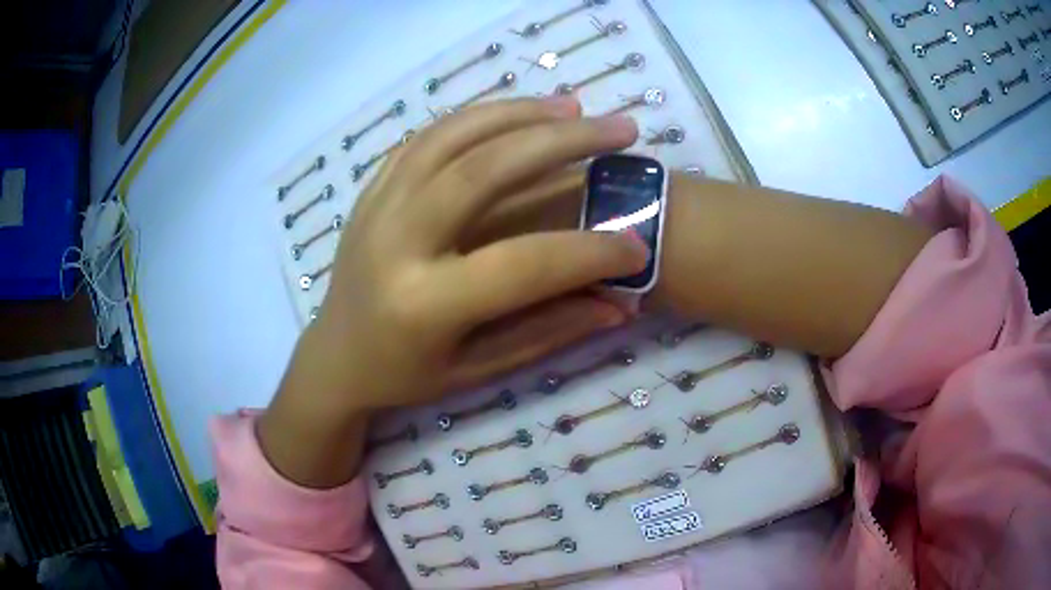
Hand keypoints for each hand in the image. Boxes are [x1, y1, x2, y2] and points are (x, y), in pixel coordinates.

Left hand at [258, 97, 645, 486]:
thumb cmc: (404, 375)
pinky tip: (514, 112)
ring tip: (573, 107)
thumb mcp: (477, 370)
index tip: (638, 245)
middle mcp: (395, 242)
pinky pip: (427, 137)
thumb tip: (620, 305)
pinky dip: (477, 117)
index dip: (590, 253)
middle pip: (484, 170)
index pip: (523, 264)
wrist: (334, 356)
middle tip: (620, 130)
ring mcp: (377, 206)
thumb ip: (548, 333)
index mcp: (422, 303)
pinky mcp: (372, 189)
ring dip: (520, 113)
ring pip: (453, 136)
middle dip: (563, 142)